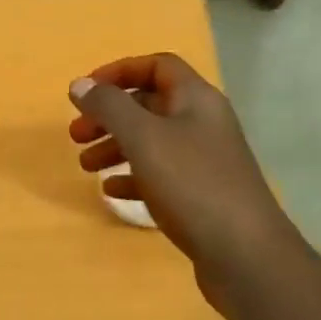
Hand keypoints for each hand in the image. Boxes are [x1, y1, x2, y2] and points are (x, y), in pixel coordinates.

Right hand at [68, 54, 297, 318]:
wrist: (244, 253)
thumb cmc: (192, 184)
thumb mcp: (144, 138)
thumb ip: (109, 107)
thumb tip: (80, 84)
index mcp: (196, 100)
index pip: (157, 66)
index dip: (119, 72)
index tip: (85, 92)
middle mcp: (203, 124)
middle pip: (150, 106)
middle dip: (109, 116)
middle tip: (76, 136)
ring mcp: (204, 162)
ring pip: (152, 143)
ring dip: (116, 148)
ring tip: (85, 167)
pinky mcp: (201, 196)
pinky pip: (160, 176)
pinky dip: (133, 179)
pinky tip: (112, 193)